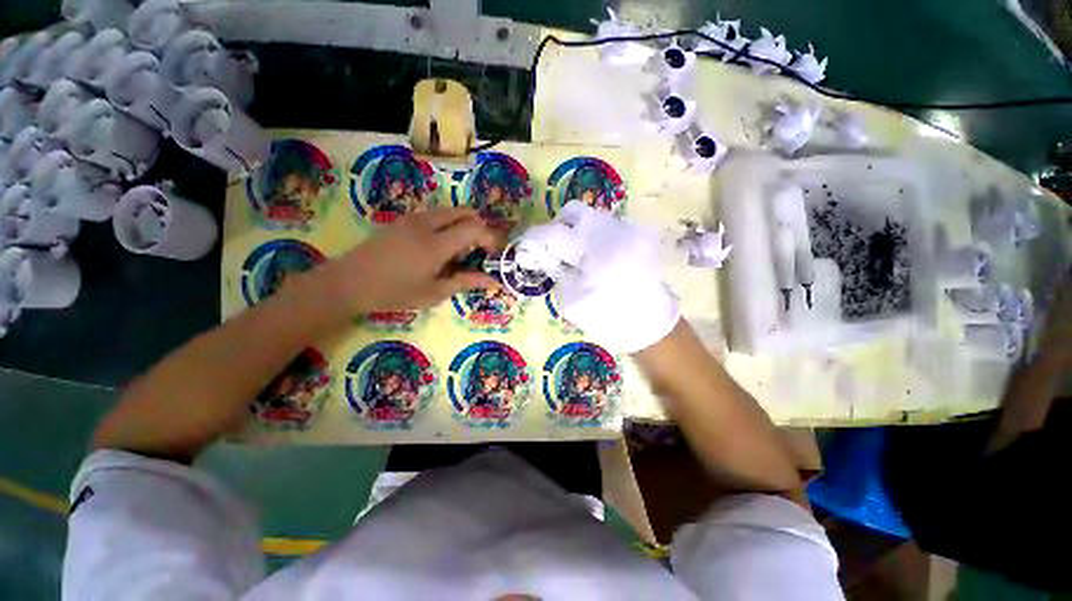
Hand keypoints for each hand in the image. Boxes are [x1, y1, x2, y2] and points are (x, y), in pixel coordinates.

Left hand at [317, 208, 500, 315]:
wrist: (349, 282)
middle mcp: (427, 224)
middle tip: (477, 251)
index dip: (489, 239)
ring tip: (456, 253)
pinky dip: (447, 225)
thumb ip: (465, 282)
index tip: (490, 256)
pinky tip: (437, 247)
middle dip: (479, 228)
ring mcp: (413, 218)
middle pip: (465, 212)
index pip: (474, 229)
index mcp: (436, 244)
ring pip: (450, 211)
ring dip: (462, 226)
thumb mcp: (434, 292)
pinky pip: (435, 215)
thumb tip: (493, 281)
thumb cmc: (395, 292)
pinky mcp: (403, 220)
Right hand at [516, 201, 679, 353]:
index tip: (526, 249)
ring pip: (591, 217)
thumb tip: (545, 255)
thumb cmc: (607, 316)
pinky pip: (607, 226)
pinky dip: (595, 237)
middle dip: (558, 228)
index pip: (553, 233)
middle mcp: (612, 229)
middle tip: (555, 249)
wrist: (650, 322)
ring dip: (578, 232)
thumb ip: (556, 272)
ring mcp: (628, 228)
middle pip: (573, 211)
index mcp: (592, 248)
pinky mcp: (638, 234)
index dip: (534, 239)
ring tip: (579, 256)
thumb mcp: (571, 300)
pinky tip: (599, 257)